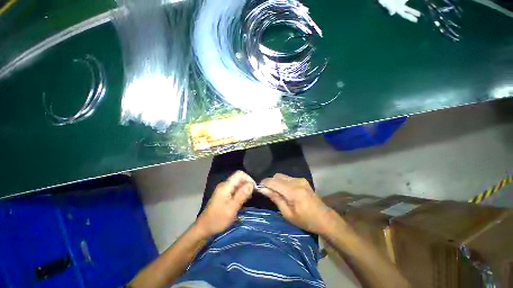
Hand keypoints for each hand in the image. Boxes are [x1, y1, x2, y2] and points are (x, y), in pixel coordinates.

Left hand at [195, 171, 254, 237]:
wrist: (204, 228)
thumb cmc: (218, 219)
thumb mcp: (232, 208)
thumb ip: (242, 195)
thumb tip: (251, 184)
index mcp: (226, 186)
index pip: (239, 174)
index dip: (248, 179)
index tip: (253, 189)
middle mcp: (225, 185)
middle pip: (239, 178)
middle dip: (247, 184)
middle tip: (251, 196)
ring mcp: (224, 189)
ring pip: (238, 184)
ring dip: (244, 189)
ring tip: (247, 199)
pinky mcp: (224, 194)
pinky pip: (235, 189)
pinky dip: (241, 193)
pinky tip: (242, 201)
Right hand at [260, 173, 331, 234]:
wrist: (324, 218)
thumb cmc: (305, 220)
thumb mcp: (288, 213)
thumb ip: (275, 198)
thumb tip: (263, 189)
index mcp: (293, 191)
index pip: (273, 181)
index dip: (264, 183)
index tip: (259, 188)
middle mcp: (296, 182)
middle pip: (277, 176)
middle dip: (270, 182)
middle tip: (268, 192)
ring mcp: (300, 180)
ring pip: (282, 176)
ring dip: (276, 182)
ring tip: (276, 193)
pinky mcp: (302, 180)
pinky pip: (288, 178)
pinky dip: (282, 182)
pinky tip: (285, 191)